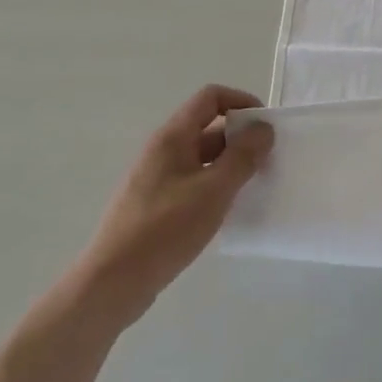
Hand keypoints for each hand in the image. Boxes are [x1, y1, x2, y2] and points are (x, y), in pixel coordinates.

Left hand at [72, 85, 273, 328]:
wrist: (112, 283)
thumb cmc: (165, 229)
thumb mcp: (214, 190)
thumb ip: (243, 156)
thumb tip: (263, 128)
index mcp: (173, 137)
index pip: (210, 98)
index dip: (241, 101)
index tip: (266, 126)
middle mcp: (163, 150)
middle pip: (208, 126)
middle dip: (241, 137)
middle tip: (268, 160)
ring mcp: (157, 178)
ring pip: (203, 157)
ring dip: (231, 164)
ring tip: (255, 185)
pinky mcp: (156, 204)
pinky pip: (194, 181)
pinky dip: (216, 185)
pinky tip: (229, 209)